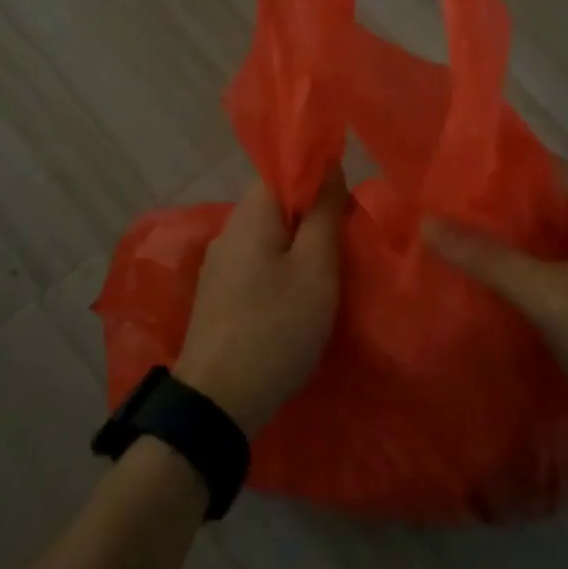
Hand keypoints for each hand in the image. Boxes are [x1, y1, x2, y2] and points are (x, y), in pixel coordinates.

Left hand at [174, 173, 345, 434]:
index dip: (317, 175)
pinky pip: (258, 262)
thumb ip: (323, 213)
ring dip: (300, 242)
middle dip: (313, 212)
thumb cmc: (276, 328)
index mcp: (249, 216)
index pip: (281, 171)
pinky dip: (283, 266)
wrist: (218, 401)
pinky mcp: (220, 294)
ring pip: (268, 236)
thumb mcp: (315, 269)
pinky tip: (301, 290)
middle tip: (348, 234)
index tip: (348, 196)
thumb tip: (329, 167)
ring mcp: (220, 265)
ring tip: (332, 264)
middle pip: (275, 204)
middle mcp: (228, 232)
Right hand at [423, 162, 567, 430]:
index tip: (451, 175)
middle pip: (544, 203)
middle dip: (497, 207)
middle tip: (443, 208)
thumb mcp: (546, 295)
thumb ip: (488, 258)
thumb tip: (427, 222)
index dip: (499, 169)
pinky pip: (553, 264)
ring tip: (455, 237)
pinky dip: (523, 265)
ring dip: (508, 239)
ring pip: (547, 237)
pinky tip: (488, 275)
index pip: (546, 169)